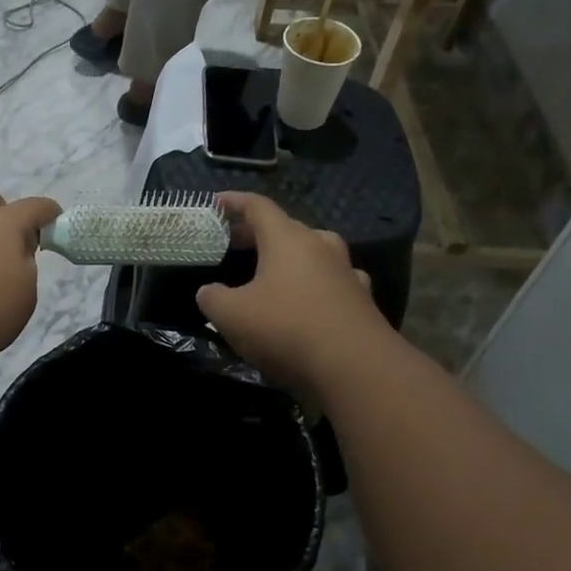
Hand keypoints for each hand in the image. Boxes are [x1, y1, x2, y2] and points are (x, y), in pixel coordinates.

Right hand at [194, 193, 392, 395]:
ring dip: (291, 256)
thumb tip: (209, 292)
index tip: (216, 203)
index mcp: (287, 239)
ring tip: (272, 271)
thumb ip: (213, 298)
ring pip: (315, 252)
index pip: (258, 207)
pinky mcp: (362, 300)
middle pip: (287, 228)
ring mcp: (346, 272)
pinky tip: (310, 300)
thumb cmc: (287, 329)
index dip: (234, 202)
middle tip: (234, 243)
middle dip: (257, 233)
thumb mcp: (232, 316)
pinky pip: (333, 281)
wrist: (355, 367)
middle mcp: (321, 246)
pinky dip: (315, 284)